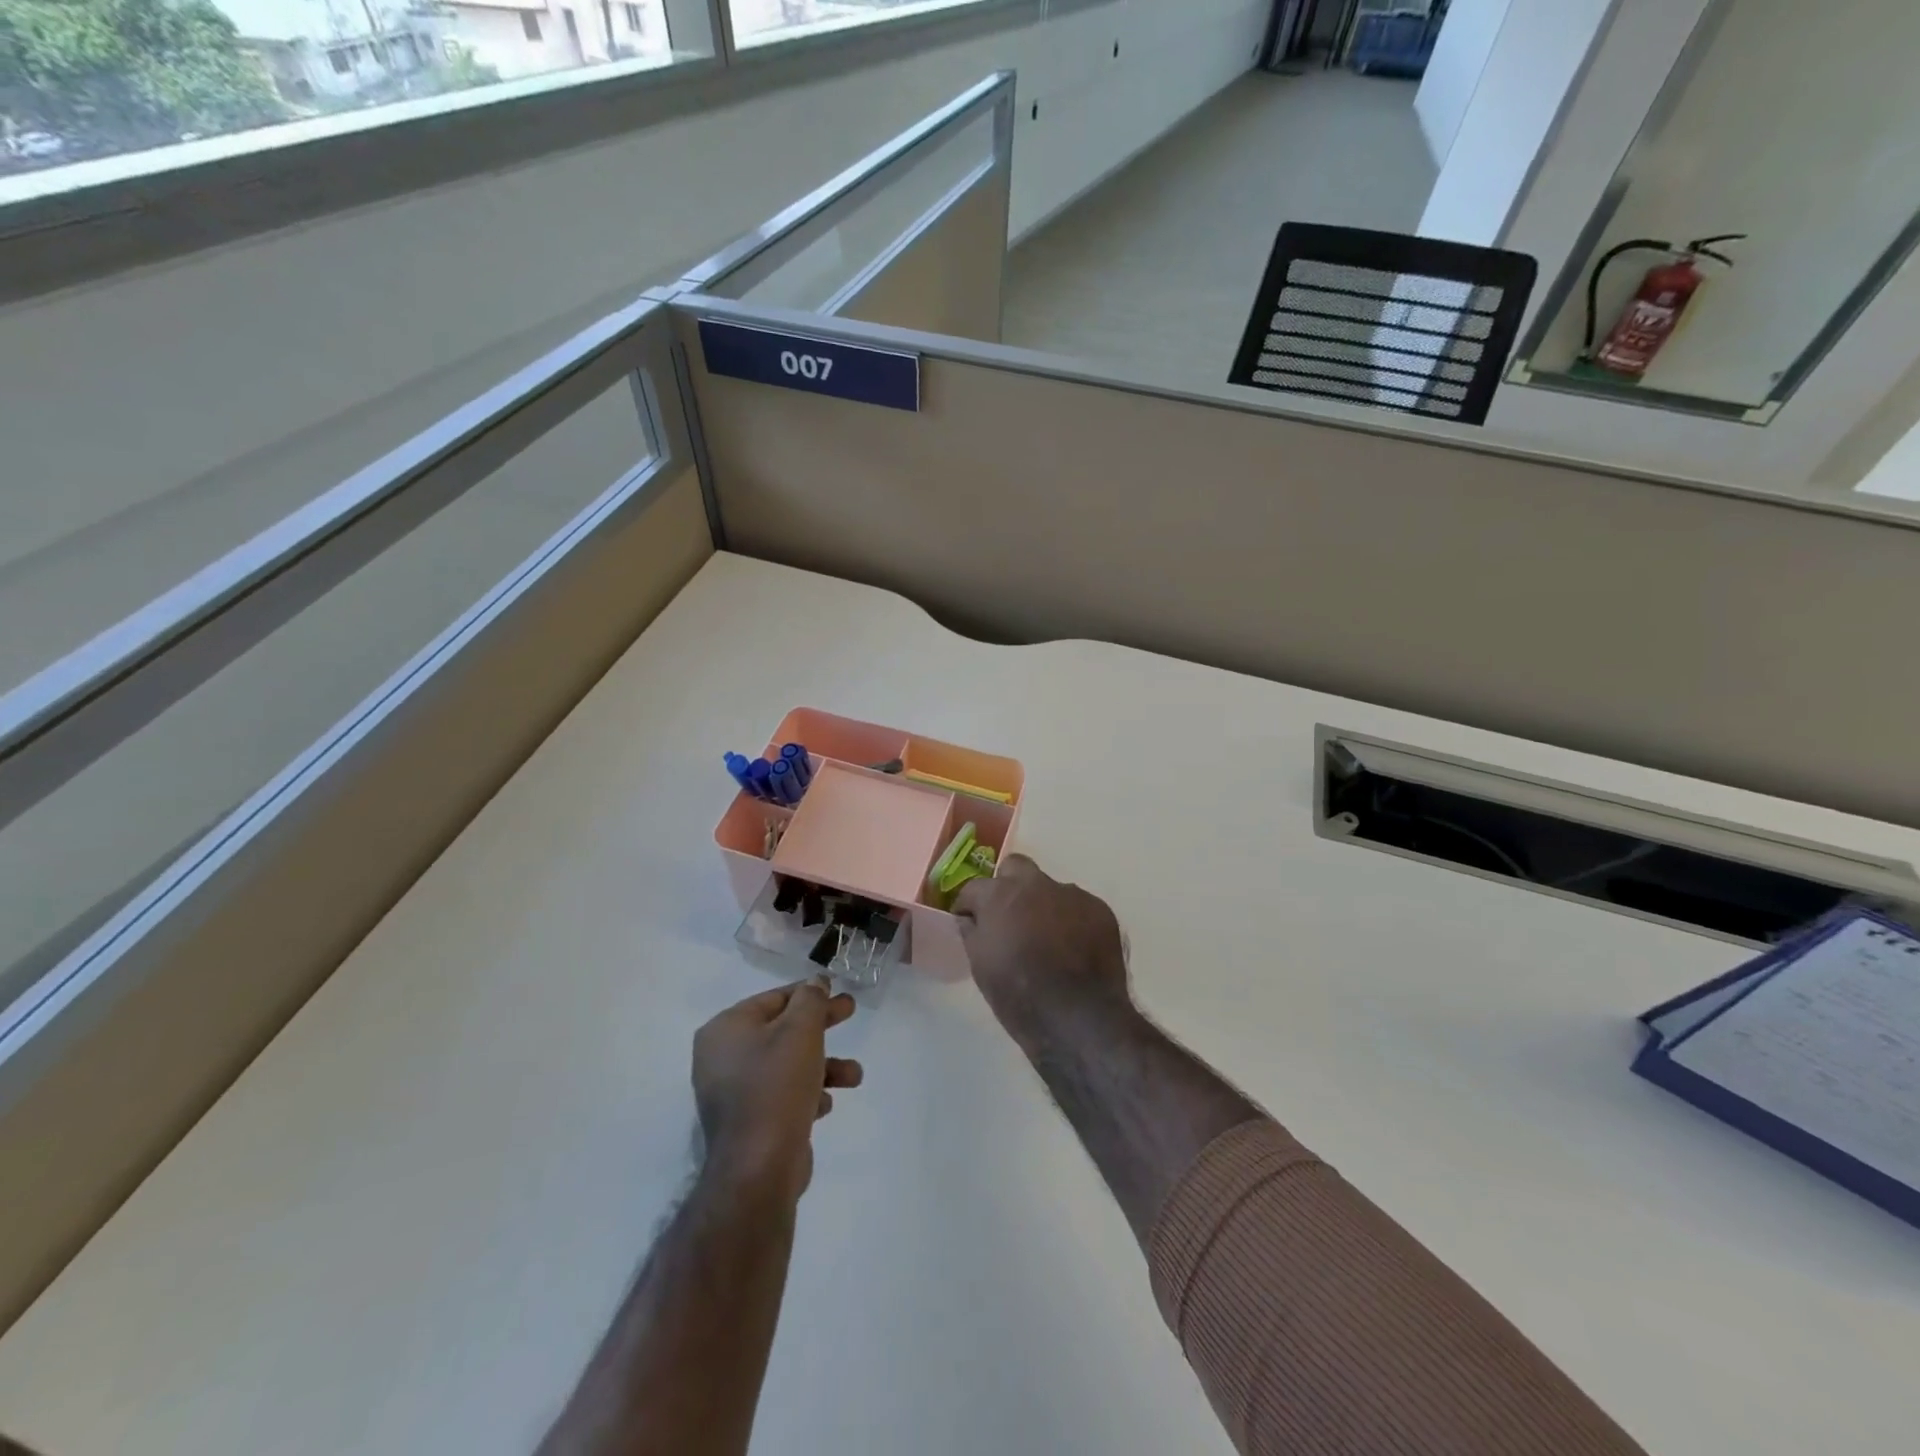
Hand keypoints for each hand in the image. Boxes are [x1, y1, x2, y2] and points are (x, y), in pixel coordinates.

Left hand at [692, 979, 862, 1203]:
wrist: (759, 1167)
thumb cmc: (778, 1085)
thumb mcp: (801, 1030)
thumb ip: (811, 999)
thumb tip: (815, 982)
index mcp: (726, 1029)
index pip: (773, 998)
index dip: (808, 992)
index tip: (836, 990)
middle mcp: (723, 1057)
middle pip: (781, 1029)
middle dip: (820, 1025)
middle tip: (851, 1012)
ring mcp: (734, 1092)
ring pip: (787, 1063)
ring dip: (823, 1065)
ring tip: (854, 1076)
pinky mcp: (749, 1121)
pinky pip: (782, 1094)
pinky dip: (807, 1093)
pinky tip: (825, 1104)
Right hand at [952, 855, 1133, 1047]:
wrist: (1080, 1018)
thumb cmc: (1019, 995)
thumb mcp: (981, 967)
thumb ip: (972, 933)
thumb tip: (970, 919)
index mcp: (1000, 895)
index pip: (974, 888)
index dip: (969, 906)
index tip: (969, 922)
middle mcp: (1036, 884)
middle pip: (1015, 868)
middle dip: (1008, 887)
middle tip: (1009, 918)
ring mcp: (1072, 894)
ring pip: (1050, 890)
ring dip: (1043, 907)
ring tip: (1048, 941)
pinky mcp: (1100, 910)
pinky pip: (1077, 908)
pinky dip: (1071, 922)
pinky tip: (1073, 950)